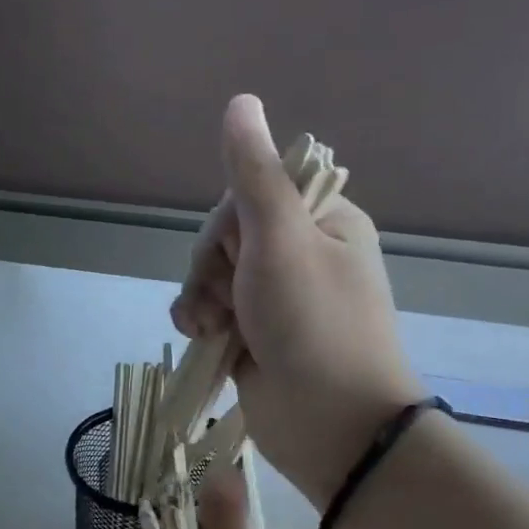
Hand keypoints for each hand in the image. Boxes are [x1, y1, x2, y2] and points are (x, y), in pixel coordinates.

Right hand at [170, 95, 421, 506]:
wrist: (330, 427)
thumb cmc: (314, 327)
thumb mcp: (282, 242)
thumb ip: (255, 176)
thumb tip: (242, 101)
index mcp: (323, 222)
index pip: (254, 193)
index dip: (229, 222)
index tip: (235, 252)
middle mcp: (301, 254)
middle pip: (227, 235)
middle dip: (213, 266)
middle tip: (226, 298)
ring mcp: (276, 298)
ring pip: (213, 274)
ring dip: (201, 296)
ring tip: (209, 326)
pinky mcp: (254, 334)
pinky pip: (210, 310)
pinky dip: (199, 320)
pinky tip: (199, 336)